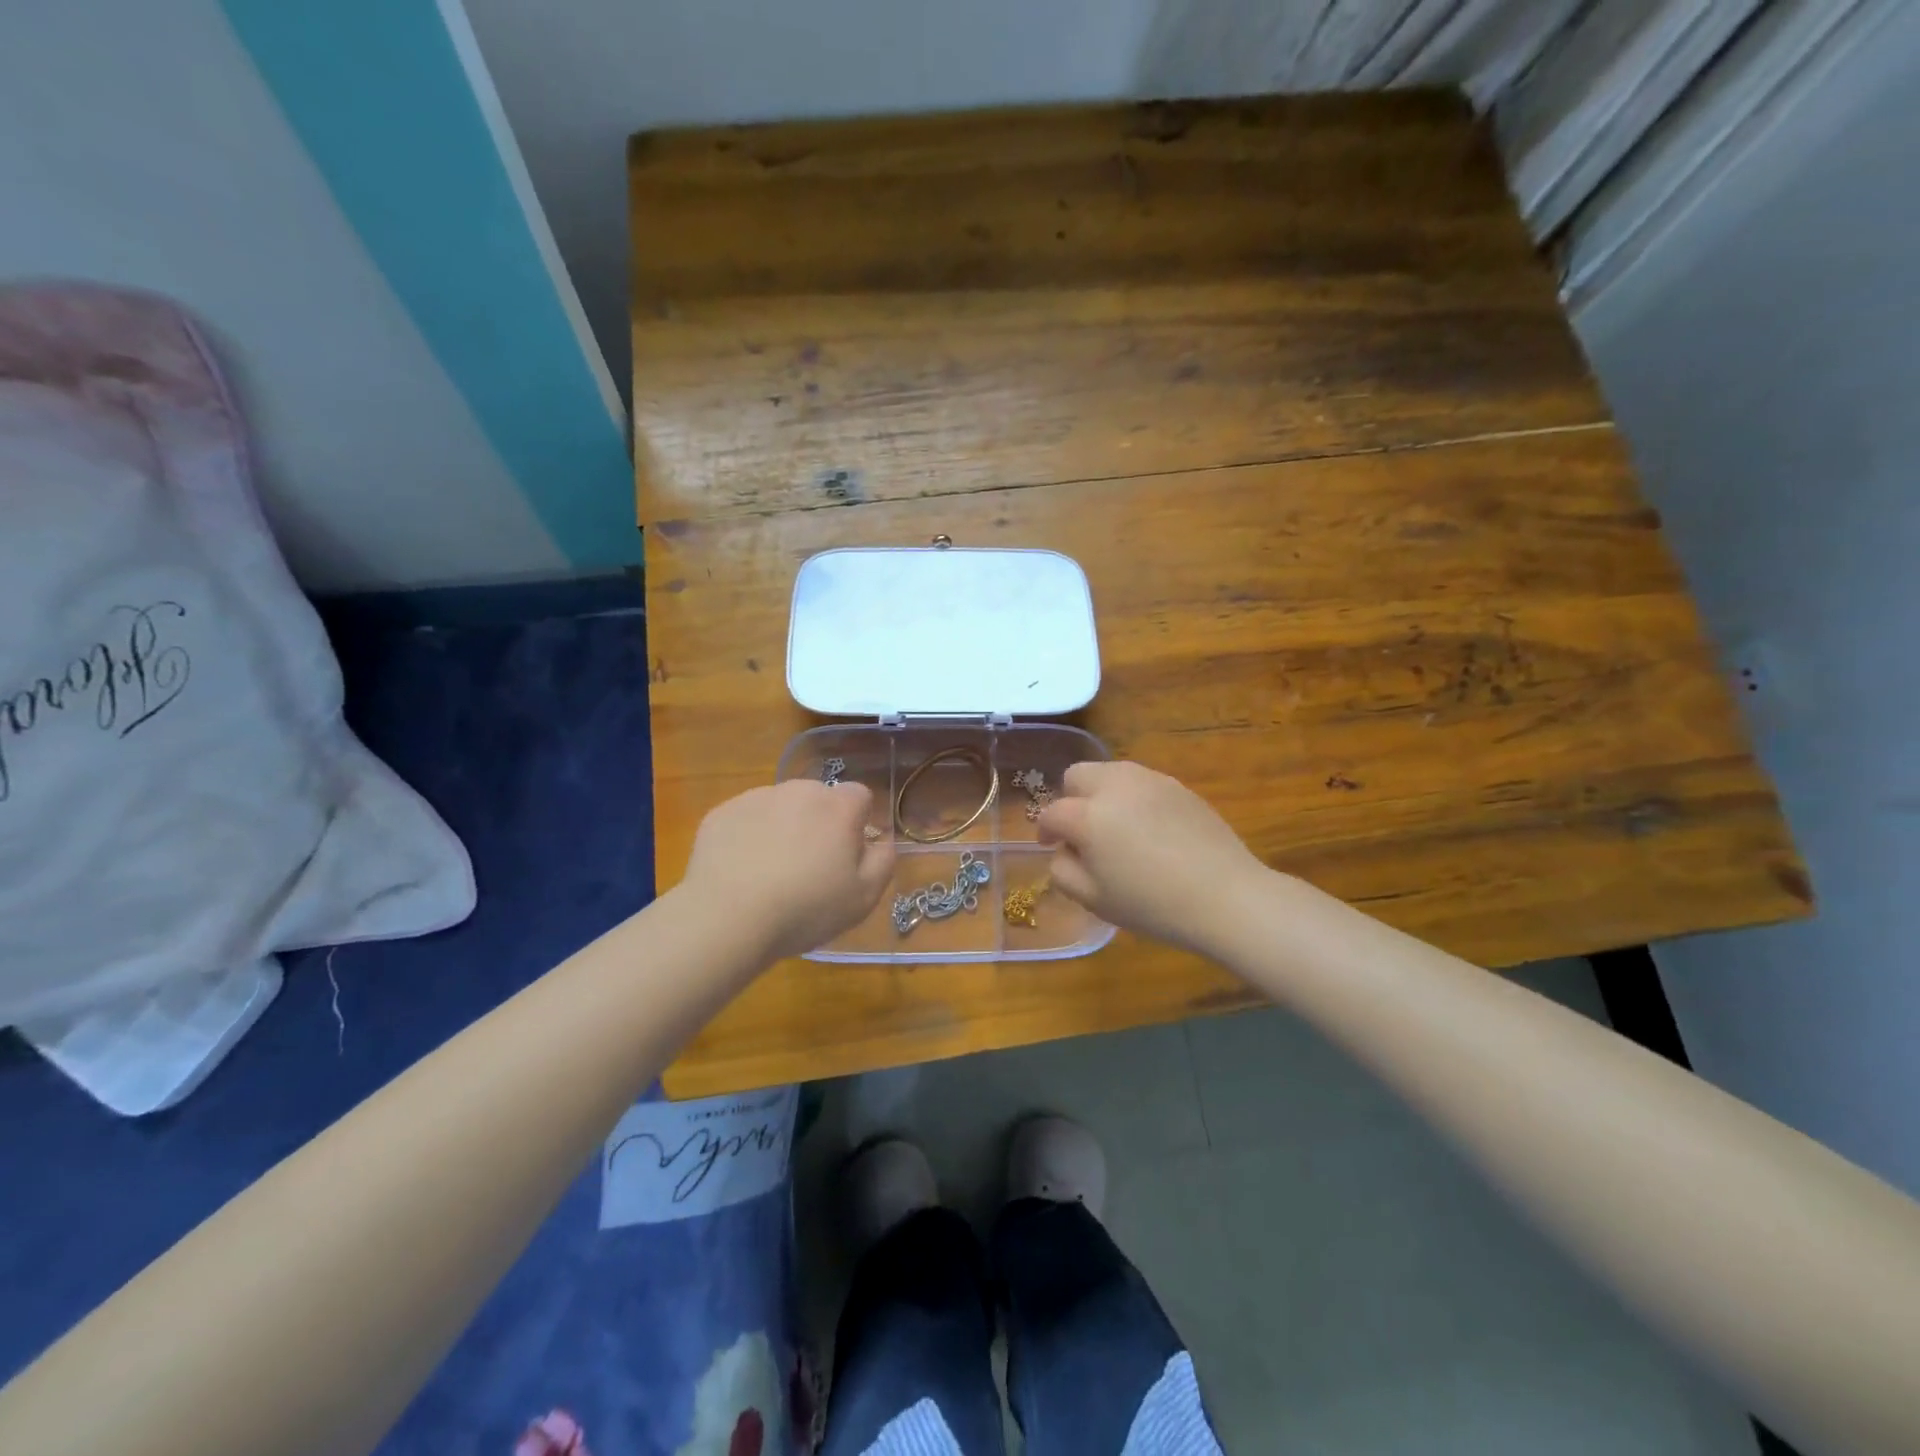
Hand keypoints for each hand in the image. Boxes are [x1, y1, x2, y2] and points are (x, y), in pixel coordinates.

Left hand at [682, 780, 894, 960]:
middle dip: (819, 823)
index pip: (860, 796)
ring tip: (771, 871)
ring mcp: (756, 798)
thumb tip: (881, 841)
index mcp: (838, 806)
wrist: (728, 918)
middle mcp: (799, 791)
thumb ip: (883, 861)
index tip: (847, 854)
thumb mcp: (864, 897)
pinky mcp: (722, 812)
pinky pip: (746, 818)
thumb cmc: (806, 908)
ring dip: (784, 827)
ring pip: (781, 806)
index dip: (858, 823)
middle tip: (810, 866)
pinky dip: (749, 836)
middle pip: (819, 798)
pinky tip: (742, 870)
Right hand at [1036, 761, 1268, 955]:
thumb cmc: (1153, 905)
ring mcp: (1150, 780)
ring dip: (1102, 794)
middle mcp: (1115, 786)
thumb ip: (1064, 870)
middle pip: (1077, 775)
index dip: (1045, 830)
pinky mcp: (1177, 785)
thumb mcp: (1094, 900)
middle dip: (1071, 799)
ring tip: (1117, 828)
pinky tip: (1150, 830)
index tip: (1051, 845)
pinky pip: (1141, 782)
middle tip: (1083, 831)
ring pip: (1110, 773)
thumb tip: (1064, 850)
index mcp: (1088, 816)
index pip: (1052, 813)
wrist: (1225, 896)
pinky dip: (1133, 798)